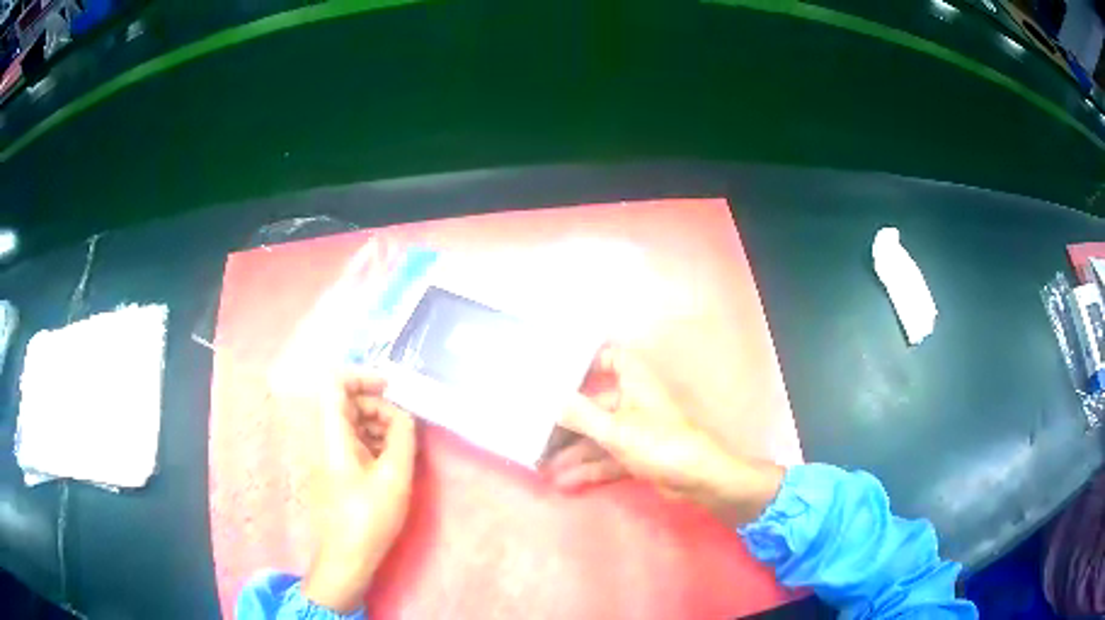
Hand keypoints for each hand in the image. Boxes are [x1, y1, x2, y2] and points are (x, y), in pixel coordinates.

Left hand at [302, 372, 416, 613]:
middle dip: (378, 406)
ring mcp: (329, 454)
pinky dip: (373, 442)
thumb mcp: (394, 475)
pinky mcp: (336, 469)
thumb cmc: (368, 516)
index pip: (335, 383)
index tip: (391, 390)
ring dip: (378, 425)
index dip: (362, 377)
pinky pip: (353, 441)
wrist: (347, 556)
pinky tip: (392, 461)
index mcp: (332, 434)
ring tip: (402, 447)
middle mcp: (325, 438)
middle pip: (347, 401)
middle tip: (404, 428)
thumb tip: (406, 416)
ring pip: (352, 422)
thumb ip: (402, 437)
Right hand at [542, 346, 784, 525]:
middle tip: (536, 435)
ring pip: (598, 436)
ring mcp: (635, 431)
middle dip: (567, 423)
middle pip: (594, 405)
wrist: (697, 480)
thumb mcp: (615, 430)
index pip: (612, 358)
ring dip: (574, 452)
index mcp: (634, 383)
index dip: (588, 360)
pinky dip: (589, 468)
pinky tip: (565, 482)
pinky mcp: (637, 455)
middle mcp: (633, 402)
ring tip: (544, 467)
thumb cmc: (659, 444)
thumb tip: (550, 399)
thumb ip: (580, 415)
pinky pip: (607, 457)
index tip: (558, 371)